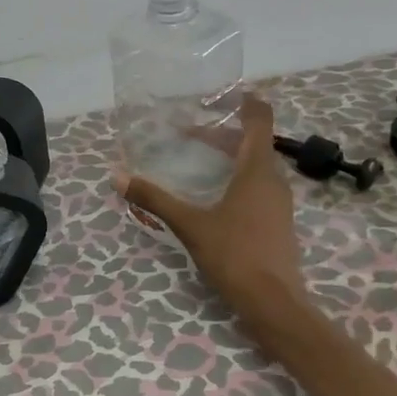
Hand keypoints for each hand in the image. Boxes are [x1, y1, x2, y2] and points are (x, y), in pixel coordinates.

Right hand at [116, 96, 311, 338]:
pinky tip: (215, 194)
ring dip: (230, 156)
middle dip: (222, 133)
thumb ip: (155, 198)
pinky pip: (258, 186)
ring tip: (199, 158)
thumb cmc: (234, 255)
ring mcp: (279, 203)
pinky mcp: (277, 222)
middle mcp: (273, 180)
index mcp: (257, 170)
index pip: (260, 119)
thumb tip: (117, 176)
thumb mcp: (189, 225)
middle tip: (188, 131)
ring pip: (256, 166)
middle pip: (254, 142)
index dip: (245, 101)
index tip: (221, 93)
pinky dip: (237, 178)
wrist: (273, 302)